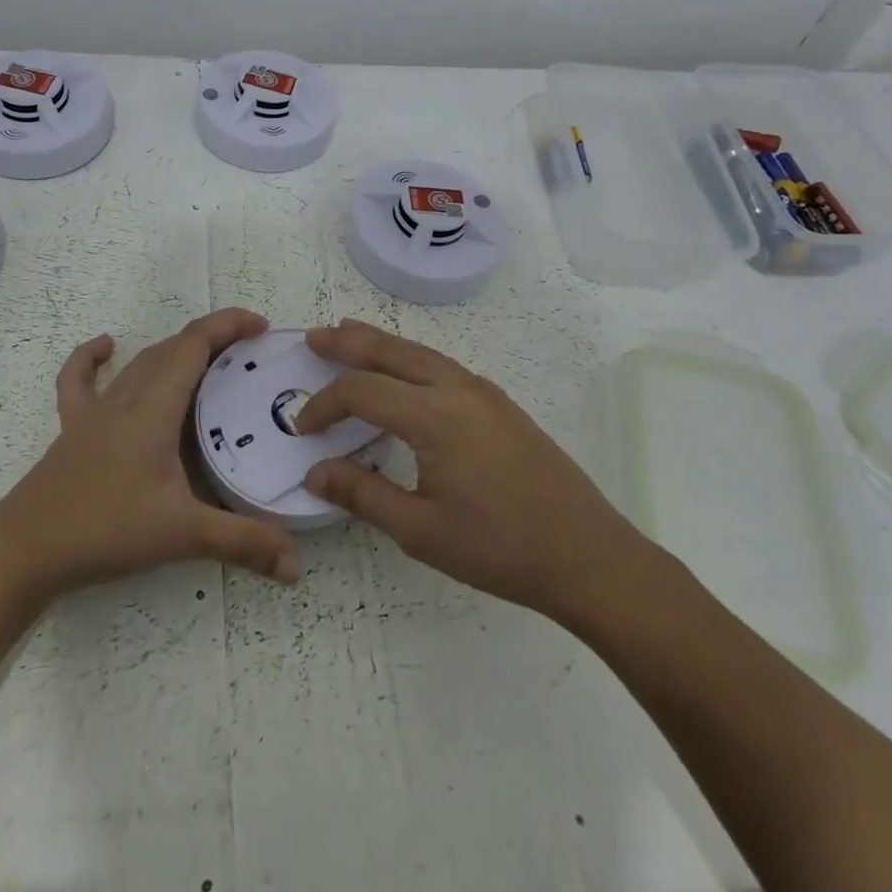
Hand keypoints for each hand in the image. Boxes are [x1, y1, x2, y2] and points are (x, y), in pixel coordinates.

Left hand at [0, 309, 301, 602]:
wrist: (25, 549)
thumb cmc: (105, 528)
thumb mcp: (182, 533)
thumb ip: (242, 543)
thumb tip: (296, 565)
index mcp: (154, 406)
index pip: (195, 344)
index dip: (229, 325)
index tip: (262, 327)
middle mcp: (126, 396)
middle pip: (172, 348)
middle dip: (213, 340)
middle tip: (249, 358)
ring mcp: (95, 410)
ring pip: (140, 363)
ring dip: (175, 352)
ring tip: (208, 364)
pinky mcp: (73, 428)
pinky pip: (81, 380)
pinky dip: (93, 358)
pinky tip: (105, 348)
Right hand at [296, 319, 654, 621]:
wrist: (587, 555)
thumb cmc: (500, 548)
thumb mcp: (420, 531)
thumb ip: (363, 494)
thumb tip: (315, 472)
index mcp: (435, 416)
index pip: (362, 391)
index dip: (325, 404)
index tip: (303, 430)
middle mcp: (458, 389)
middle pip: (392, 351)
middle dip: (348, 341)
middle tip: (313, 337)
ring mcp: (484, 393)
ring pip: (421, 352)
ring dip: (381, 343)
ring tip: (350, 335)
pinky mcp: (501, 404)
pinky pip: (443, 365)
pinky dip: (411, 358)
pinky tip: (404, 372)